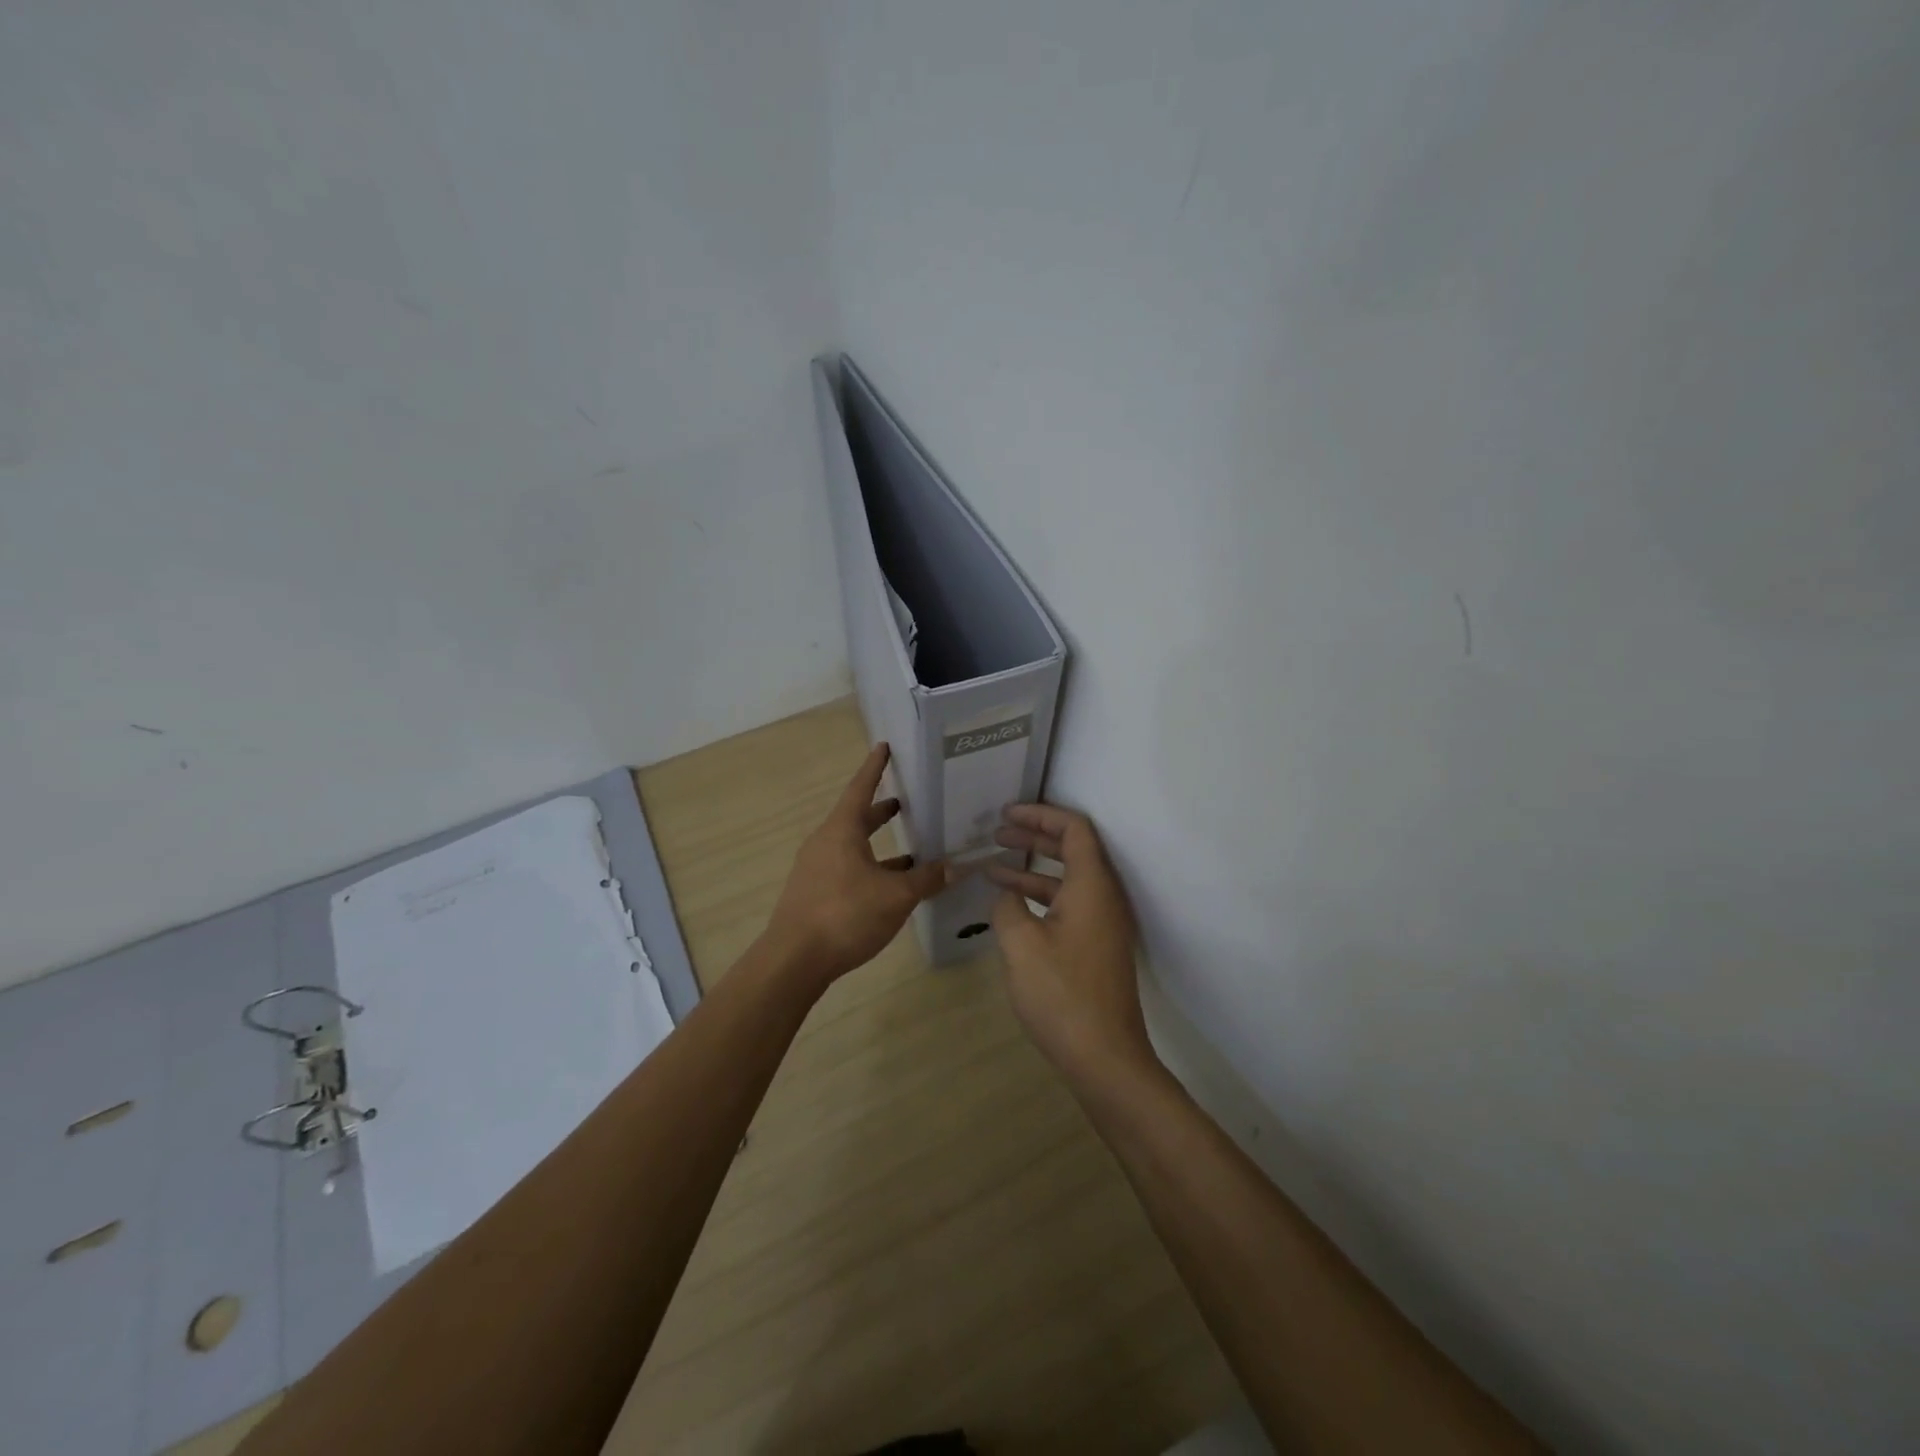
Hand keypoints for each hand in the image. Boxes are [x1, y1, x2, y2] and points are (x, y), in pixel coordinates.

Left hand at [764, 743, 947, 984]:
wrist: (794, 960)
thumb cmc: (845, 915)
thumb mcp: (896, 896)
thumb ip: (927, 879)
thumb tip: (958, 866)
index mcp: (841, 831)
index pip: (861, 788)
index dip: (875, 767)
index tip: (883, 746)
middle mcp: (825, 843)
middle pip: (856, 817)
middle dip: (881, 810)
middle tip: (906, 801)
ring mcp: (816, 869)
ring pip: (853, 847)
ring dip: (879, 845)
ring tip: (912, 851)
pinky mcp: (815, 893)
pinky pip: (848, 869)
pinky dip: (871, 869)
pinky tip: (891, 887)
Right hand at [986, 803, 1159, 1090]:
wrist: (1104, 1058)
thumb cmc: (1061, 994)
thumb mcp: (1021, 944)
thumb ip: (1008, 905)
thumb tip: (1006, 894)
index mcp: (1092, 886)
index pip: (1074, 829)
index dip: (1040, 814)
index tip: (1007, 814)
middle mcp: (1105, 897)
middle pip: (1073, 849)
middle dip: (1034, 836)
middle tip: (997, 832)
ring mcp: (1104, 924)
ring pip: (1068, 880)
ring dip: (1032, 868)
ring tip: (992, 866)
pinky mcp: (1097, 947)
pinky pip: (1069, 904)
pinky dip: (1040, 896)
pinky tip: (1011, 906)